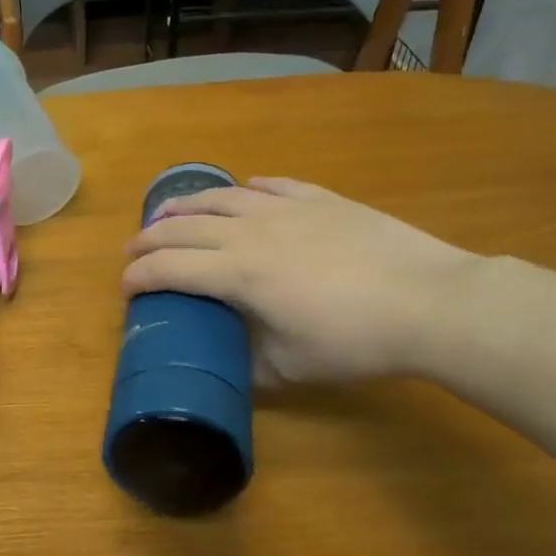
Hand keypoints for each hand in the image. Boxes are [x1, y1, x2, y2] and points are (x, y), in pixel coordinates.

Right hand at [122, 177, 477, 383]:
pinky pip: (274, 186)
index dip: (139, 277)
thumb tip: (231, 365)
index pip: (169, 268)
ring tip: (169, 211)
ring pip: (220, 197)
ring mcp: (286, 210)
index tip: (126, 288)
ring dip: (186, 204)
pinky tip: (245, 189)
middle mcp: (249, 231)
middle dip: (149, 238)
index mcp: (237, 273)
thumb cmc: (355, 340)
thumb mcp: (292, 369)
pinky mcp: (321, 200)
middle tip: (134, 250)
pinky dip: (249, 188)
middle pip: (183, 226)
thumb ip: (250, 365)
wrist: (430, 302)